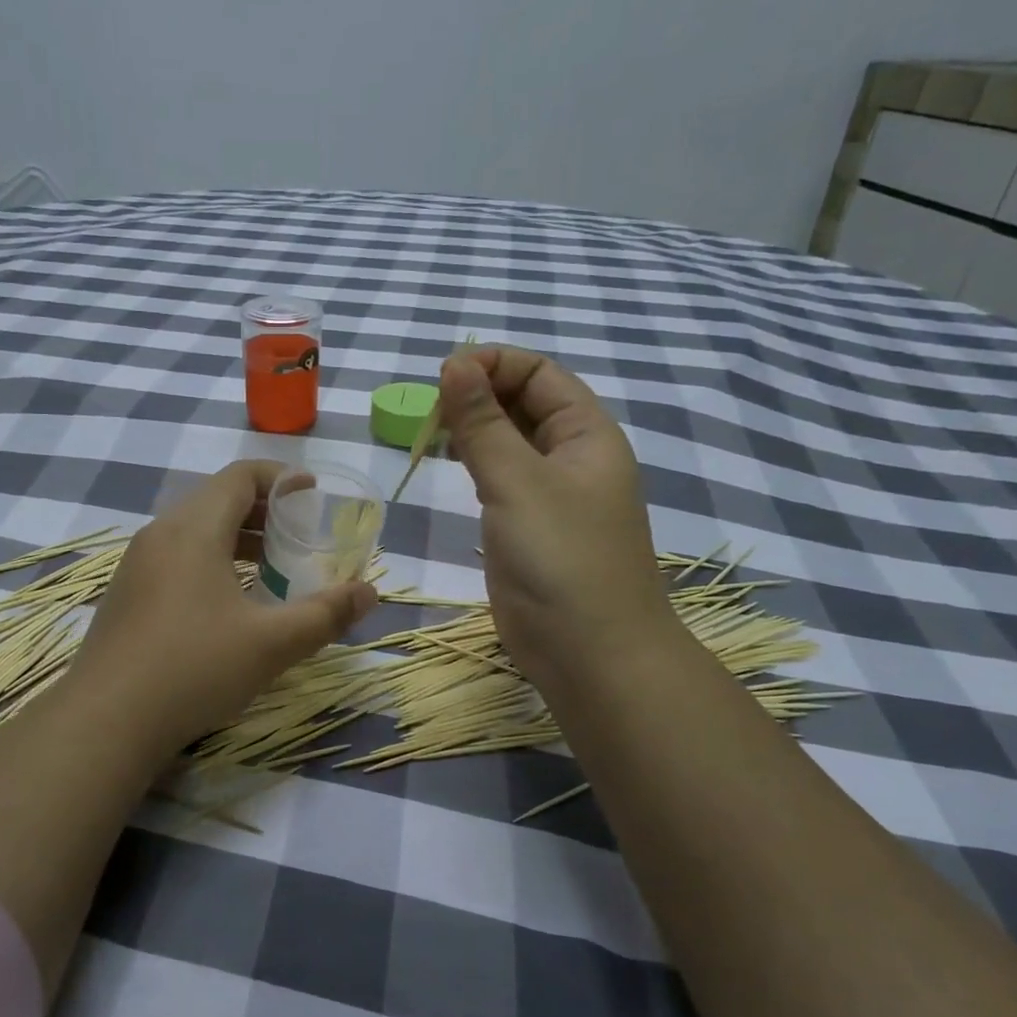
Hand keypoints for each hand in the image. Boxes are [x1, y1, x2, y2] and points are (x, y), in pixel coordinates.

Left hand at [67, 460, 377, 755]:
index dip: (281, 478)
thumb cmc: (194, 669)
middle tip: (300, 535)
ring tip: (271, 568)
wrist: (106, 721)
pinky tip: (229, 602)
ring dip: (237, 538)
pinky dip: (211, 560)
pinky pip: (176, 556)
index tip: (313, 494)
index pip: (240, 476)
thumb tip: (370, 593)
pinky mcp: (126, 594)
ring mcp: (137, 564)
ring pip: (195, 530)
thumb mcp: (272, 643)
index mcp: (193, 529)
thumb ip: (326, 614)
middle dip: (264, 511)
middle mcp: (160, 534)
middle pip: (217, 499)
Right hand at [438, 345, 678, 698]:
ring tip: (429, 432)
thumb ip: (483, 423)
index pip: (539, 373)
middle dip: (478, 394)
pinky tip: (446, 463)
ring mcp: (550, 493)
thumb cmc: (561, 558)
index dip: (493, 364)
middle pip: (523, 402)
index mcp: (586, 433)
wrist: (589, 652)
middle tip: (427, 409)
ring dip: (472, 427)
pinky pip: (499, 477)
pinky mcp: (527, 525)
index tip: (442, 378)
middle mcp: (571, 455)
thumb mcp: (518, 482)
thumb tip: (455, 363)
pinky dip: (472, 462)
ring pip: (508, 440)